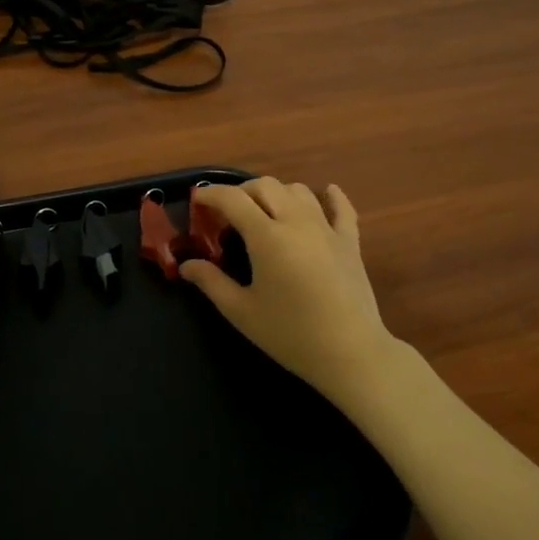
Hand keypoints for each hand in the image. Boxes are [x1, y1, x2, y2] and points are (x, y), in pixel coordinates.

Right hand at [181, 179, 394, 404]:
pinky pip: (341, 208)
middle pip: (265, 186)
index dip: (211, 194)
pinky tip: (325, 193)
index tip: (197, 199)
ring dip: (276, 193)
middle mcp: (296, 221)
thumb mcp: (242, 312)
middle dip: (241, 192)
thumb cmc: (291, 334)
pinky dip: (330, 197)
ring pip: (298, 191)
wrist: (351, 353)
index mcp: (267, 236)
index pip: (233, 199)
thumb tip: (187, 265)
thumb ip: (211, 283)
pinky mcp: (349, 241)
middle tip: (227, 214)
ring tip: (265, 211)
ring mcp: (326, 228)